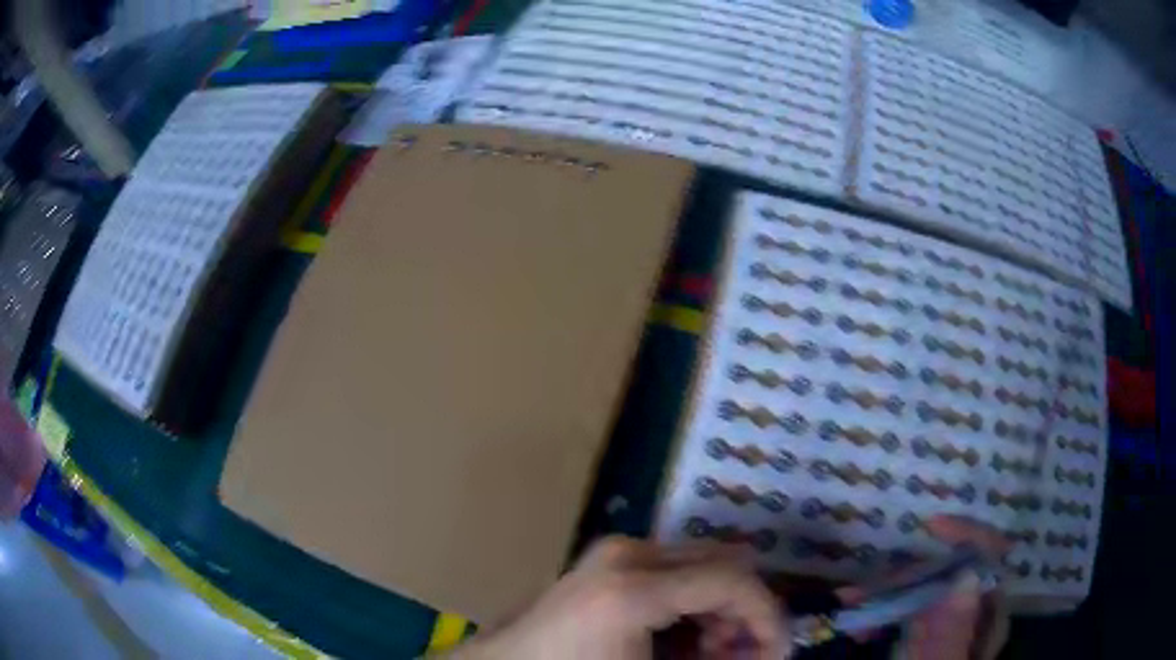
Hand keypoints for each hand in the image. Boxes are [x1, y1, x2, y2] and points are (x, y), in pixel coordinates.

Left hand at [449, 536, 785, 659]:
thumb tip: (765, 652)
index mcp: (636, 585)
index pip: (735, 581)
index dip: (769, 617)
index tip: (778, 653)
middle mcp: (630, 554)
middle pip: (724, 564)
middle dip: (745, 612)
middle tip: (745, 657)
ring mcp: (615, 553)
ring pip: (701, 567)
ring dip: (720, 609)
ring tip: (712, 653)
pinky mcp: (608, 563)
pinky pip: (674, 574)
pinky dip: (692, 605)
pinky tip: (683, 641)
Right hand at [837, 515, 1010, 659]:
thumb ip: (950, 636)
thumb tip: (967, 573)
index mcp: (988, 622)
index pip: (993, 560)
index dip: (969, 534)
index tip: (929, 526)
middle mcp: (974, 618)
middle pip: (952, 574)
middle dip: (907, 577)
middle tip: (858, 595)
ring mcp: (950, 628)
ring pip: (927, 592)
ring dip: (889, 594)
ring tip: (850, 608)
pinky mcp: (928, 638)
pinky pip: (910, 610)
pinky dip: (885, 610)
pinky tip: (861, 621)